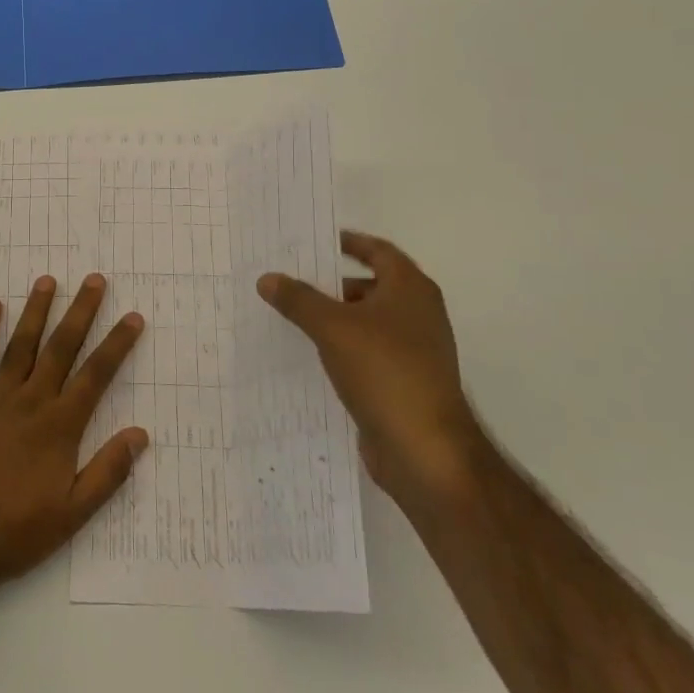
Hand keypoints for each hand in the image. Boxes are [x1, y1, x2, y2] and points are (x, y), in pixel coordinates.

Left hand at [0, 273, 148, 595]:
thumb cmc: (15, 533)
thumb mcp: (72, 514)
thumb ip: (107, 472)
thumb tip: (140, 434)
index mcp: (60, 427)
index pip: (96, 375)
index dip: (116, 344)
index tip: (133, 317)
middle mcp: (31, 402)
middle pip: (61, 348)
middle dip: (80, 311)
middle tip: (95, 280)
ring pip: (21, 345)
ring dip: (36, 311)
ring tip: (47, 280)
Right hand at [258, 230, 486, 507]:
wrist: (425, 450)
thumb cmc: (385, 371)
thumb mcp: (332, 327)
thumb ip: (298, 299)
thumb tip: (268, 278)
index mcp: (410, 289)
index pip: (378, 250)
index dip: (349, 242)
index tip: (315, 242)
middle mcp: (418, 314)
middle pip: (371, 286)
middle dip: (332, 283)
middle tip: (291, 280)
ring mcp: (414, 351)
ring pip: (367, 322)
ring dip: (335, 318)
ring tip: (292, 317)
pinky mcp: (404, 382)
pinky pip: (367, 353)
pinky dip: (342, 348)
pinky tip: (311, 356)